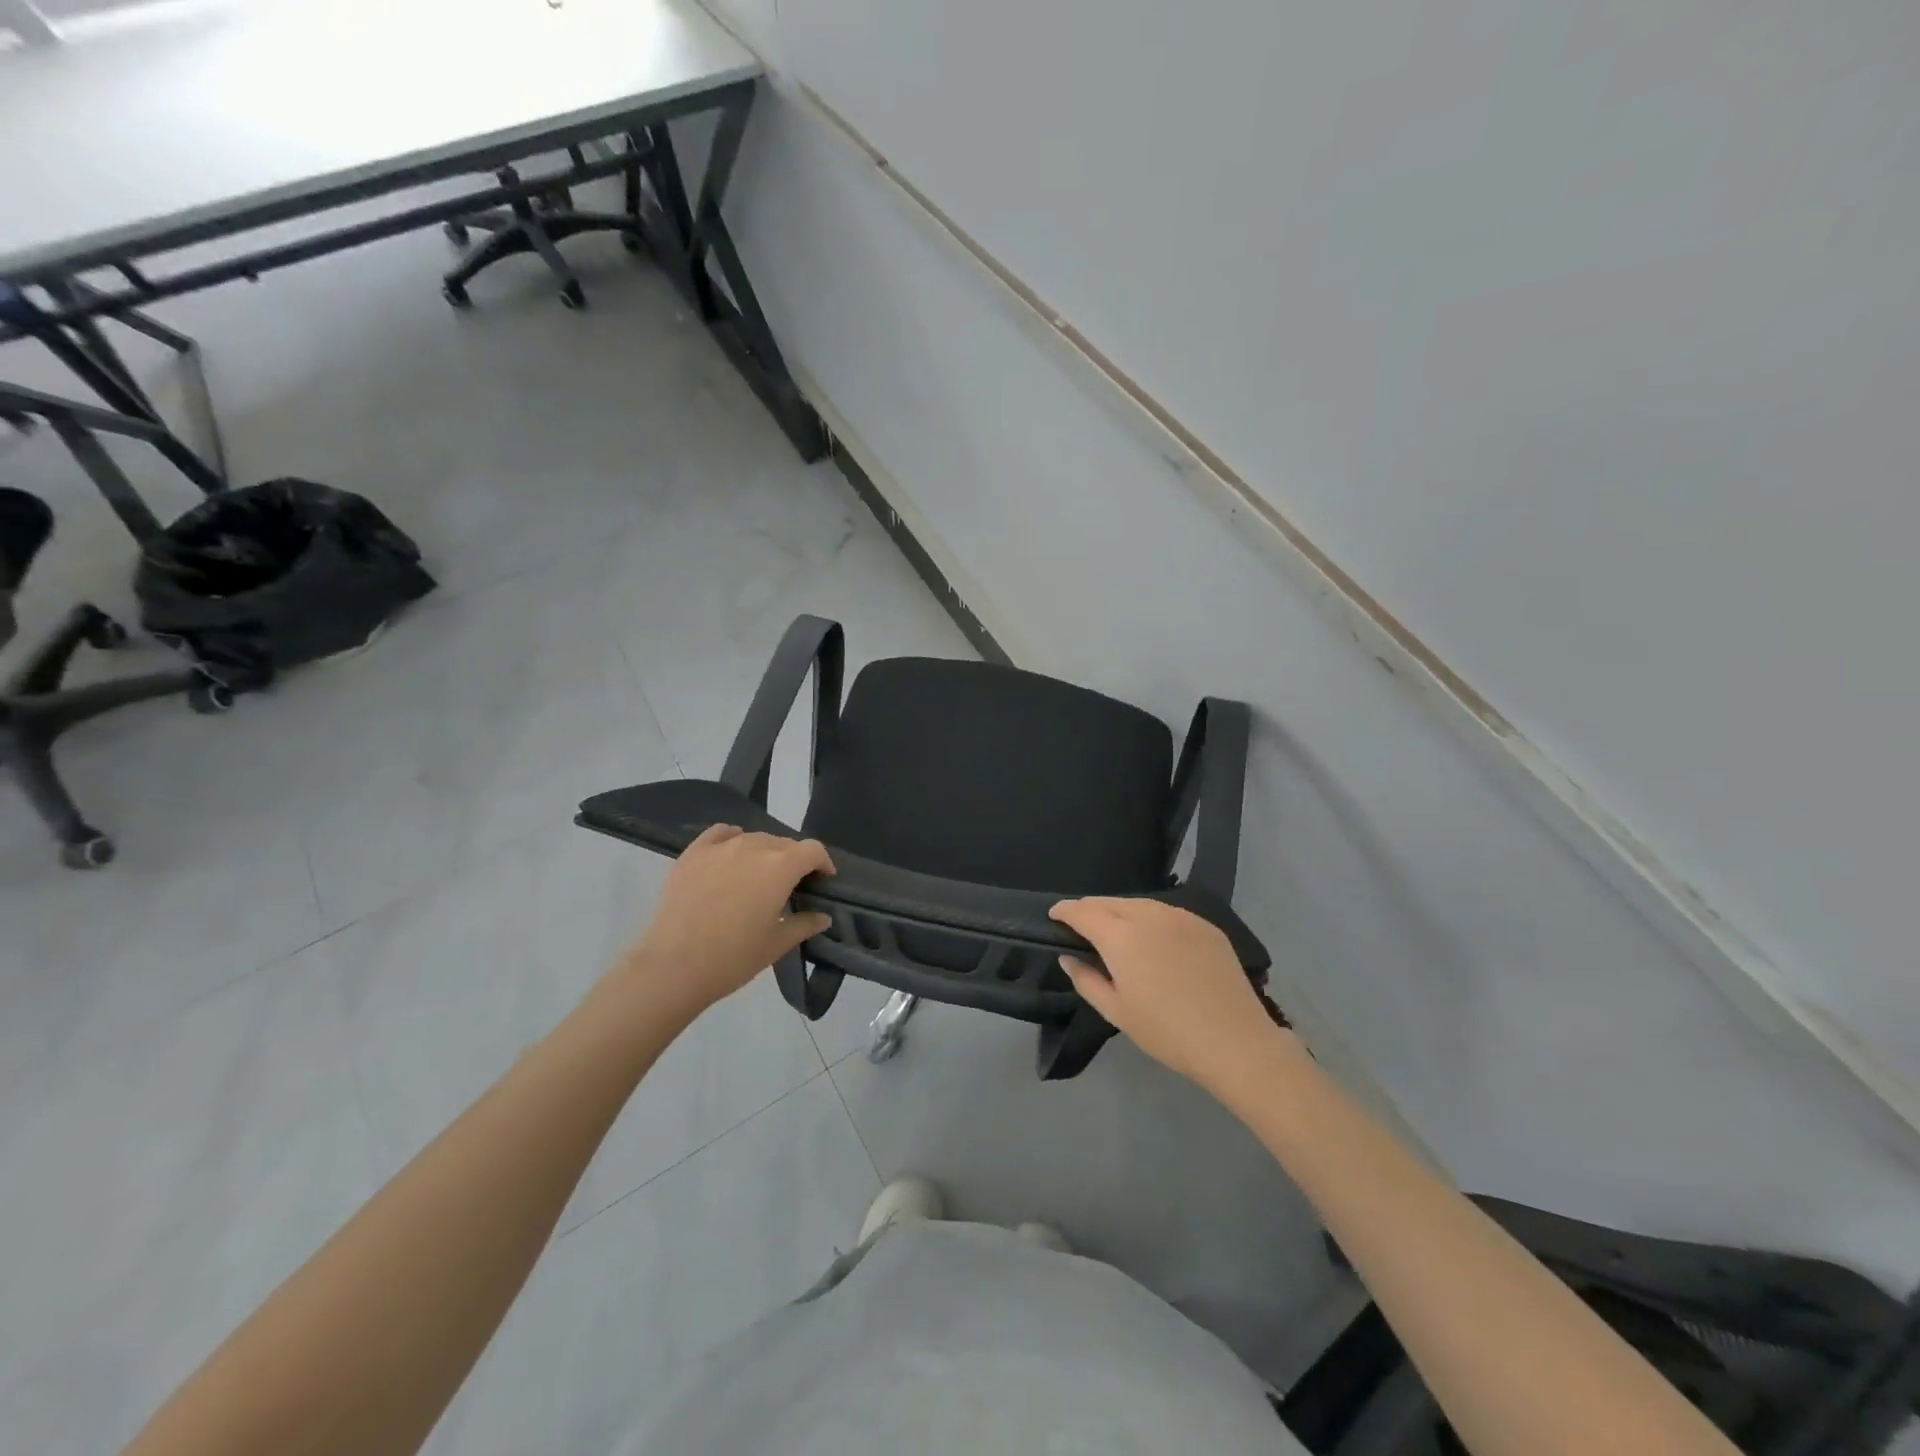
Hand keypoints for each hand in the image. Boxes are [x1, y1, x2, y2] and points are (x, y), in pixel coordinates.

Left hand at [617, 825, 834, 1020]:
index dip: (823, 863)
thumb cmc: (732, 958)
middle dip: (794, 860)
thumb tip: (822, 916)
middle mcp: (753, 847)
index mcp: (780, 867)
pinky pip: (720, 834)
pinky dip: (732, 839)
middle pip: (784, 843)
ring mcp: (720, 847)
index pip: (812, 850)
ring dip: (765, 852)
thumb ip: (804, 924)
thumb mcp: (777, 944)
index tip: (823, 881)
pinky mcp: (692, 853)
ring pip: (754, 838)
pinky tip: (731, 854)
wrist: (672, 967)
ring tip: (758, 876)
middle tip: (790, 887)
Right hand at [1049, 897, 1283, 1095]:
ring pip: (1139, 903)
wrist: (1235, 1041)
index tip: (1054, 915)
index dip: (1065, 911)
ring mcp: (1180, 916)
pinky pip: (1167, 912)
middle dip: (1090, 909)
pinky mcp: (1205, 925)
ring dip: (1120, 911)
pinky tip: (1153, 938)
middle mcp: (1148, 915)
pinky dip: (1150, 918)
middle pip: (1109, 902)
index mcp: (1120, 936)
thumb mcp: (1117, 1012)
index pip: (1083, 911)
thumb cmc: (1167, 1032)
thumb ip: (1086, 980)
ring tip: (1115, 930)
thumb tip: (1068, 958)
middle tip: (1081, 925)